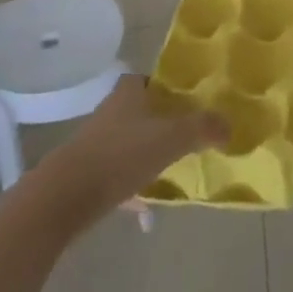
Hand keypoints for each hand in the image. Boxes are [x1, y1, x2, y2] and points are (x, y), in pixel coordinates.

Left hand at [31, 75, 224, 224]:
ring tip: (174, 173)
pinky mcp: (86, 176)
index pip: (146, 79)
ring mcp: (95, 145)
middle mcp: (109, 114)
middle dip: (161, 124)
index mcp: (128, 95)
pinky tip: (148, 212)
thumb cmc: (120, 155)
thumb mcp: (171, 138)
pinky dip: (134, 190)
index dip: (165, 87)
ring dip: (148, 157)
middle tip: (188, 138)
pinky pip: (118, 177)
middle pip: (139, 113)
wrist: (63, 198)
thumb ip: (203, 128)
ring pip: (129, 145)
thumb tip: (229, 126)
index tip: (187, 102)